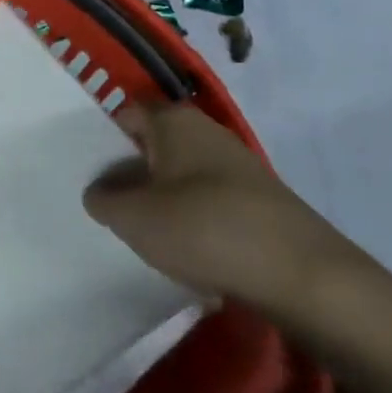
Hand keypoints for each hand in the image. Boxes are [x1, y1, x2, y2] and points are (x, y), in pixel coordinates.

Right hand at [83, 100, 362, 311]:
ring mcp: (238, 167)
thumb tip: (99, 193)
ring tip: (144, 235)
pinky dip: (195, 222)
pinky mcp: (261, 202)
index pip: (125, 115)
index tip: (85, 172)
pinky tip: (189, 252)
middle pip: (154, 147)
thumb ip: (103, 201)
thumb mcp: (133, 218)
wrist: (305, 277)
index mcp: (174, 120)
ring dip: (162, 201)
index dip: (101, 141)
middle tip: (108, 207)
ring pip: (182, 177)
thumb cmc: (205, 229)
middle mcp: (207, 132)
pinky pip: (210, 203)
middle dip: (131, 174)